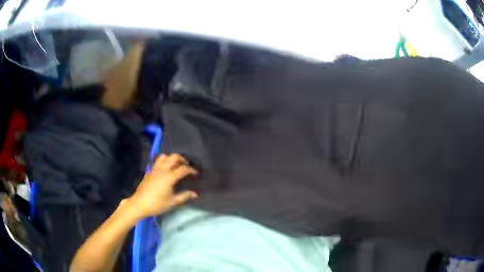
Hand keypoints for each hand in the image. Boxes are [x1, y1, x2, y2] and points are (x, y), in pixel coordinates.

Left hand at [126, 153, 197, 219]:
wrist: (139, 204)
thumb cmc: (156, 204)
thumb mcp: (172, 202)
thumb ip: (184, 196)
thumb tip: (195, 194)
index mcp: (169, 177)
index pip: (183, 169)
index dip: (191, 169)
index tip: (196, 173)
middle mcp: (162, 170)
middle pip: (174, 157)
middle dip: (182, 159)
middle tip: (187, 165)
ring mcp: (154, 169)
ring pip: (164, 157)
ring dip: (171, 158)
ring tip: (176, 165)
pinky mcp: (149, 172)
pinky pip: (158, 162)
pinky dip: (164, 162)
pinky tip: (166, 171)